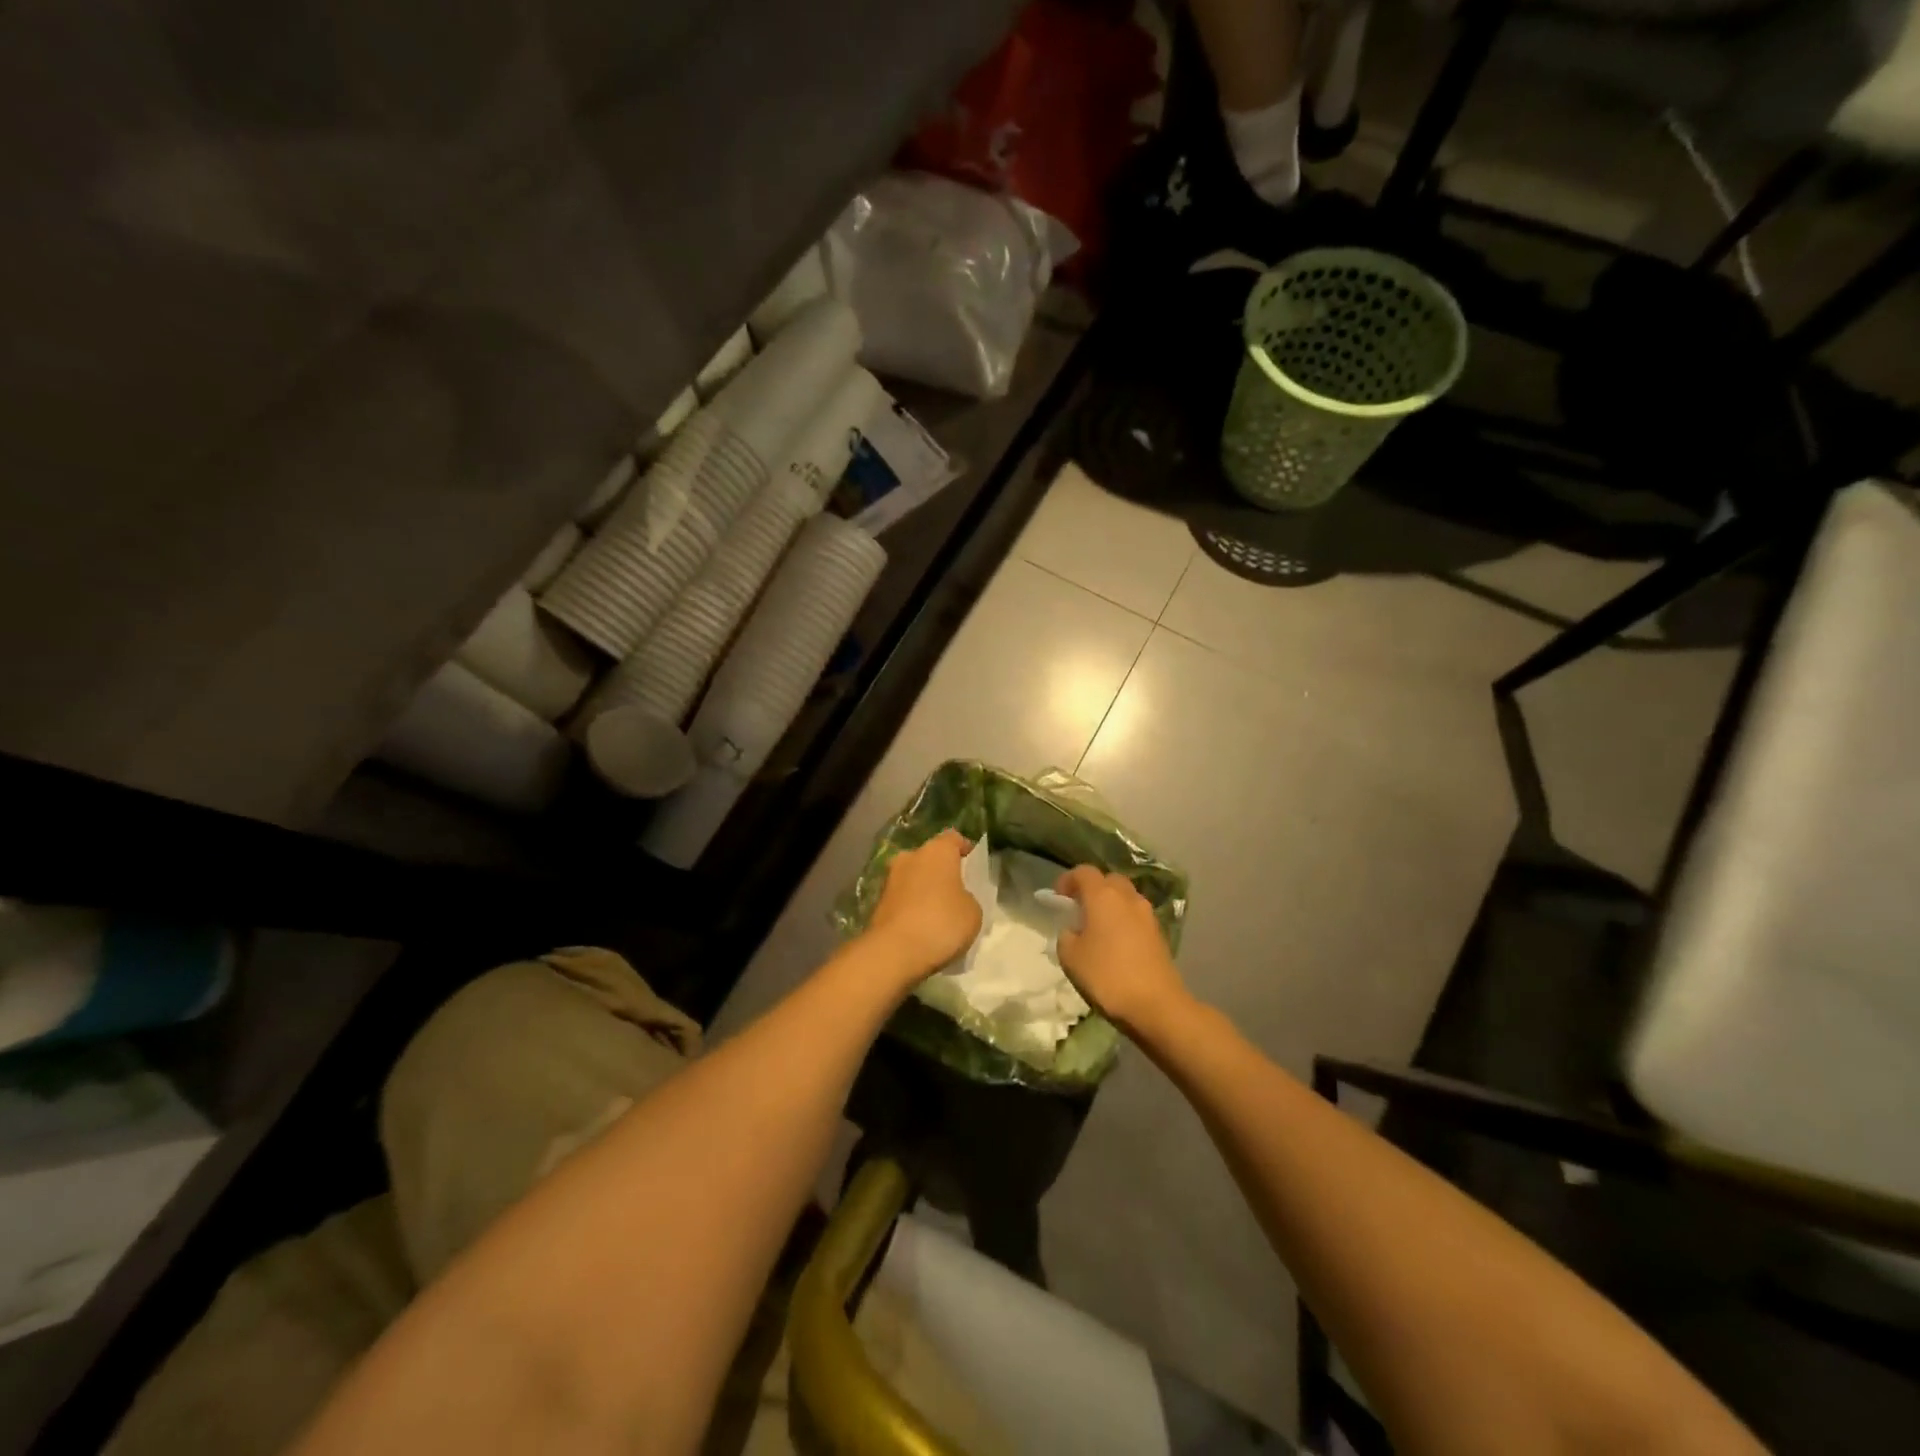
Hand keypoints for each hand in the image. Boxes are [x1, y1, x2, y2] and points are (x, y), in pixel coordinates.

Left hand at [865, 830, 981, 985]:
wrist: (894, 951)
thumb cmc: (942, 922)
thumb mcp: (973, 912)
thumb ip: (967, 897)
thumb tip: (955, 899)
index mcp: (937, 850)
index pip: (954, 838)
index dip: (965, 848)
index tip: (973, 864)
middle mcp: (910, 856)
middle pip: (930, 857)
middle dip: (941, 870)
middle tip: (955, 891)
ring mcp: (890, 878)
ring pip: (913, 877)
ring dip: (924, 889)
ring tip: (938, 912)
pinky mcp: (877, 902)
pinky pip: (902, 898)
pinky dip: (911, 906)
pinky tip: (921, 926)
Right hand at [1054, 866, 1189, 1034]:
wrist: (1156, 1004)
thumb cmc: (1107, 976)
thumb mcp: (1070, 957)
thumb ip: (1066, 935)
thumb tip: (1074, 930)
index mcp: (1103, 896)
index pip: (1084, 872)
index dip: (1068, 880)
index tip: (1059, 899)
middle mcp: (1127, 897)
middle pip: (1108, 880)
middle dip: (1092, 889)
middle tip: (1079, 910)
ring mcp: (1147, 914)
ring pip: (1125, 897)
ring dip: (1111, 904)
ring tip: (1098, 928)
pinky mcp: (1159, 933)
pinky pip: (1136, 915)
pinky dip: (1124, 920)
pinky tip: (1116, 944)